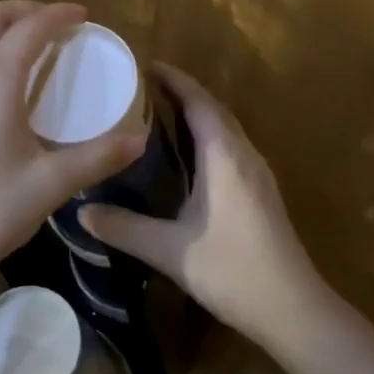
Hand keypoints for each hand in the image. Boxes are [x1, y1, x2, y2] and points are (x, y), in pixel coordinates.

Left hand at [0, 1, 146, 298]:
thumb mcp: (49, 185)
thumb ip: (96, 157)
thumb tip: (138, 141)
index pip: (30, 28)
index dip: (59, 15)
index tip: (85, 15)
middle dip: (26, 10)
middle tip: (58, 26)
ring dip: (2, 28)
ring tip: (34, 48)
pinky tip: (3, 82)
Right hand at [78, 64, 323, 341]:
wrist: (293, 308)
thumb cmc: (232, 270)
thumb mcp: (170, 250)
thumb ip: (124, 228)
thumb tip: (81, 211)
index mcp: (224, 154)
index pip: (198, 101)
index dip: (173, 79)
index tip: (144, 65)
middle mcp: (244, 153)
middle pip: (213, 108)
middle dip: (181, 92)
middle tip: (141, 88)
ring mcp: (257, 171)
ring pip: (224, 127)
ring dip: (195, 113)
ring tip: (157, 113)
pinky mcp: (261, 190)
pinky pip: (230, 145)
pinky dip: (206, 135)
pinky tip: (185, 155)